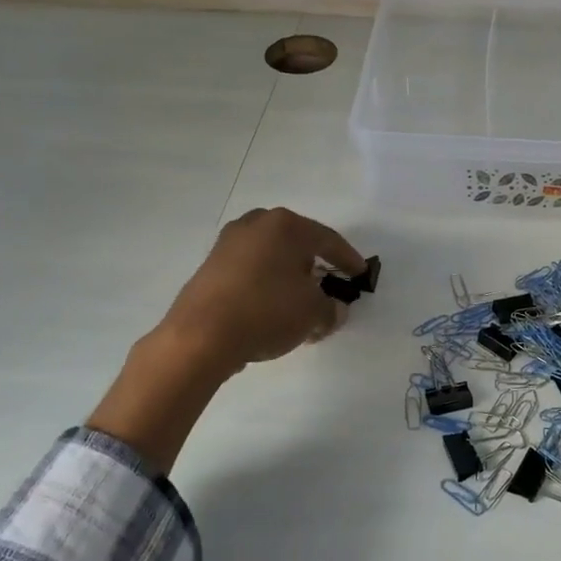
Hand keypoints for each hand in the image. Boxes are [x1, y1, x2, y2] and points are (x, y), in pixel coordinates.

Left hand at [153, 206, 365, 375]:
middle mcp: (256, 225)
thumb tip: (333, 310)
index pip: (328, 240)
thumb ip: (331, 309)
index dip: (348, 259)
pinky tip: (271, 307)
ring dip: (288, 276)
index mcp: (286, 226)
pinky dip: (266, 284)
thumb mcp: (313, 313)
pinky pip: (250, 270)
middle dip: (314, 264)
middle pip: (297, 243)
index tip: (360, 273)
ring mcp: (229, 243)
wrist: (201, 335)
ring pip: (271, 256)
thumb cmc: (267, 312)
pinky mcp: (210, 266)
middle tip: (328, 283)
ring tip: (299, 300)